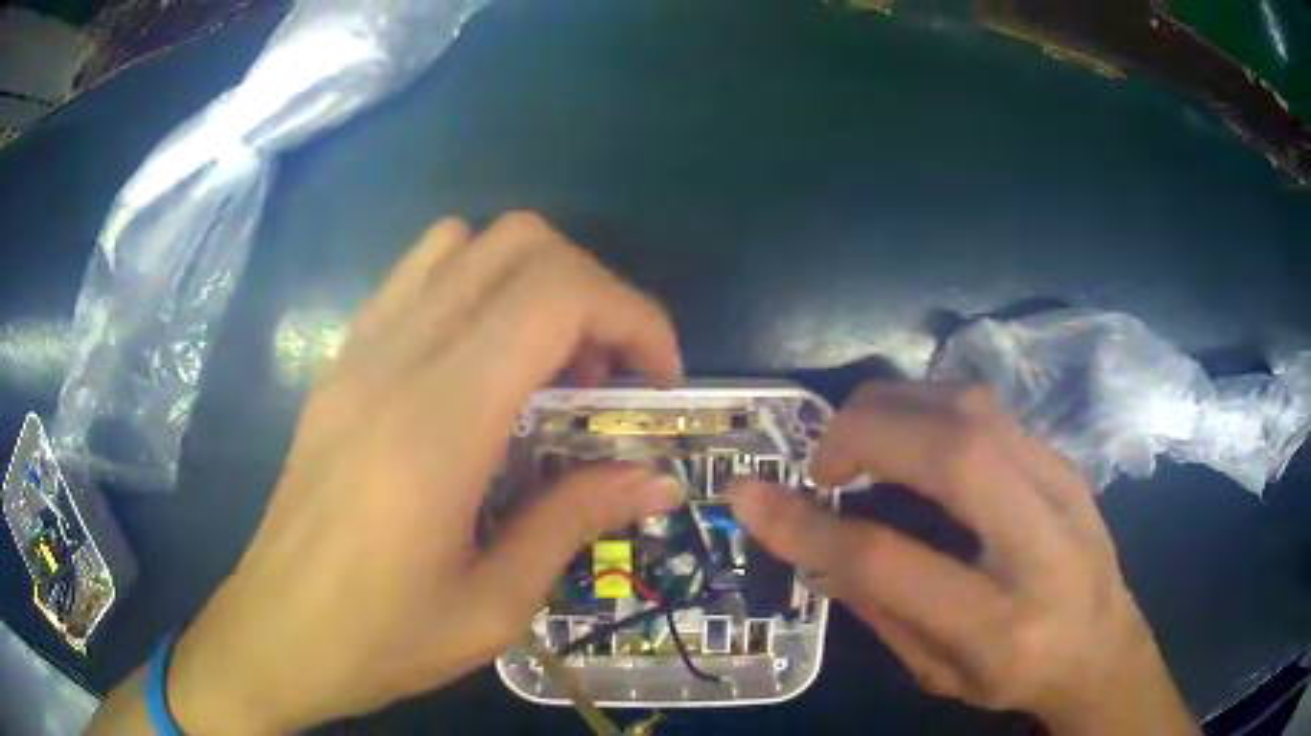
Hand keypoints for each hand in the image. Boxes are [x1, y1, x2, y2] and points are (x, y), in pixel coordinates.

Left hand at [102, 213, 686, 732]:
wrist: (275, 635)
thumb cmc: (379, 639)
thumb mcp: (493, 607)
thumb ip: (575, 521)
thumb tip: (656, 480)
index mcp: (436, 427)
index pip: (555, 296)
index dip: (632, 315)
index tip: (658, 380)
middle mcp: (393, 361)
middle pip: (519, 244)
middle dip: (594, 292)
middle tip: (609, 377)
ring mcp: (358, 352)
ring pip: (465, 243)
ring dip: (532, 282)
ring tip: (549, 367)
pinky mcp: (340, 362)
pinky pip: (418, 277)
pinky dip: (475, 287)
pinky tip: (483, 367)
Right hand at [729, 383, 1195, 733]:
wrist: (1104, 647)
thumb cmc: (1016, 677)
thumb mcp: (936, 673)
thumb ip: (878, 609)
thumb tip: (815, 543)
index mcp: (1001, 625)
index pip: (891, 562)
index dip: (810, 527)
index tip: (750, 498)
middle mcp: (1043, 544)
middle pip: (953, 451)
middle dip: (863, 435)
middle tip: (820, 463)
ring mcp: (1063, 487)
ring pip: (973, 409)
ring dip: (894, 408)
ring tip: (857, 445)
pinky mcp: (1064, 460)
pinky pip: (988, 410)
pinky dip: (929, 410)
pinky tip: (909, 442)